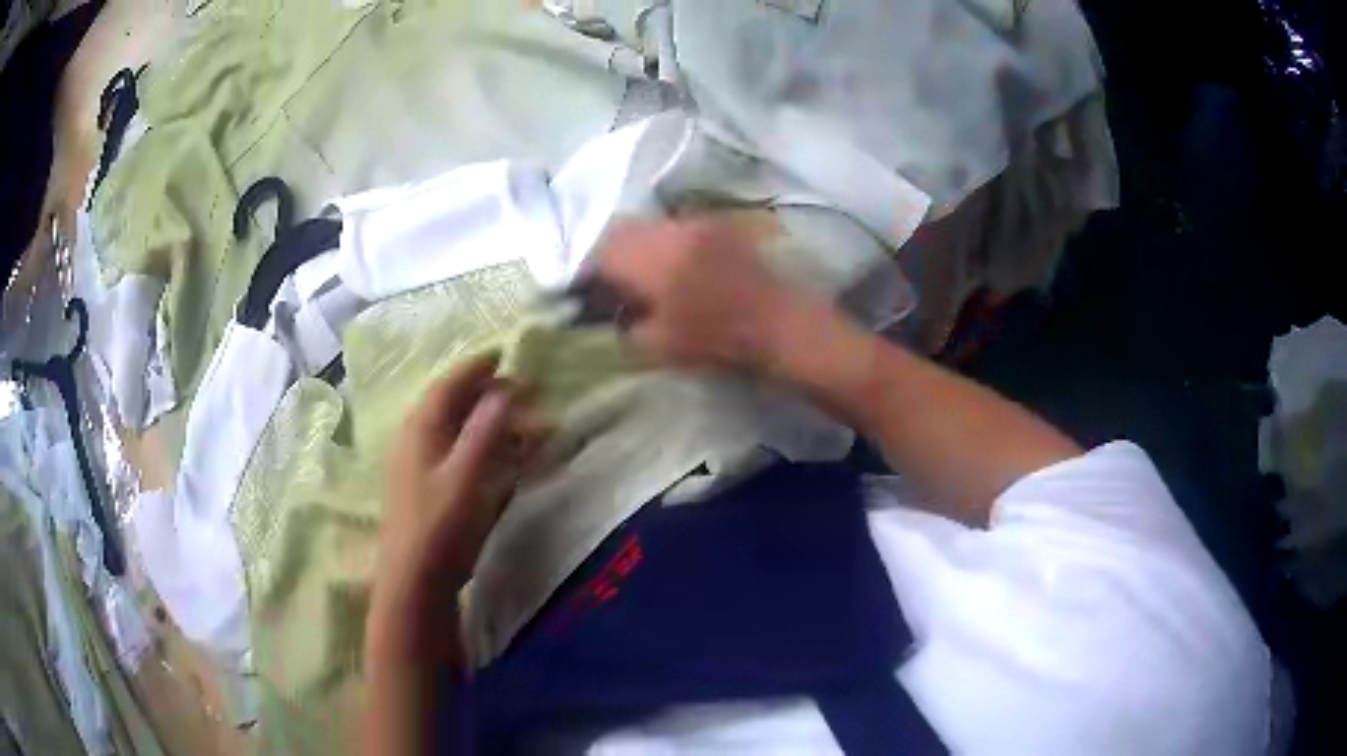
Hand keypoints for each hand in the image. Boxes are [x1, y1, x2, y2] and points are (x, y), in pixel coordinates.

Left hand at [370, 354, 545, 662]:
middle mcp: (416, 439)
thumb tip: (504, 390)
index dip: (476, 367)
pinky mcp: (427, 488)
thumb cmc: (439, 527)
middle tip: (524, 390)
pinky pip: (457, 452)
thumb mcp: (465, 477)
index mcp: (420, 428)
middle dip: (488, 394)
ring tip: (522, 421)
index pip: (449, 384)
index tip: (505, 354)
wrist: (414, 581)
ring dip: (489, 421)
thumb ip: (484, 432)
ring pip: (456, 430)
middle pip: (453, 404)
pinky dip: (482, 446)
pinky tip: (500, 456)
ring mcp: (420, 465)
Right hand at [594, 217, 814, 374]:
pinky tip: (669, 266)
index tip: (581, 292)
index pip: (601, 253)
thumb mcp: (658, 346)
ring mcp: (696, 223)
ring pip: (648, 225)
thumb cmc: (718, 340)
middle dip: (607, 254)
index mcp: (653, 259)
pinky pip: (675, 227)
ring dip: (635, 246)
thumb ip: (623, 327)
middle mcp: (670, 230)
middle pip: (621, 231)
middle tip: (607, 282)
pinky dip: (661, 242)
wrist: (781, 324)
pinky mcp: (717, 226)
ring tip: (638, 275)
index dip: (586, 272)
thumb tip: (606, 315)